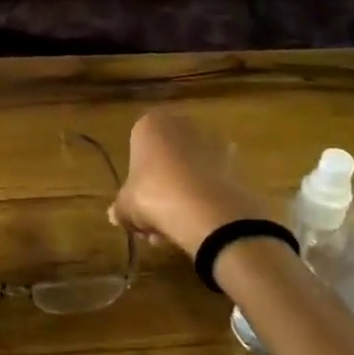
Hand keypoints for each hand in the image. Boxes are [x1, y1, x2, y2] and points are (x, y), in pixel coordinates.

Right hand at [109, 110, 265, 255]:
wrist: (209, 212)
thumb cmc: (155, 196)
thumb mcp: (126, 206)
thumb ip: (120, 208)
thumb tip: (115, 216)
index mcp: (150, 124)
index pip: (137, 147)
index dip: (135, 179)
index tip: (136, 204)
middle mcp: (182, 124)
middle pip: (165, 158)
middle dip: (159, 190)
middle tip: (153, 221)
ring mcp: (213, 141)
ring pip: (189, 170)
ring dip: (181, 195)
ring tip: (175, 230)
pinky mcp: (237, 162)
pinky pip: (211, 179)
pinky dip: (204, 197)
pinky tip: (197, 224)